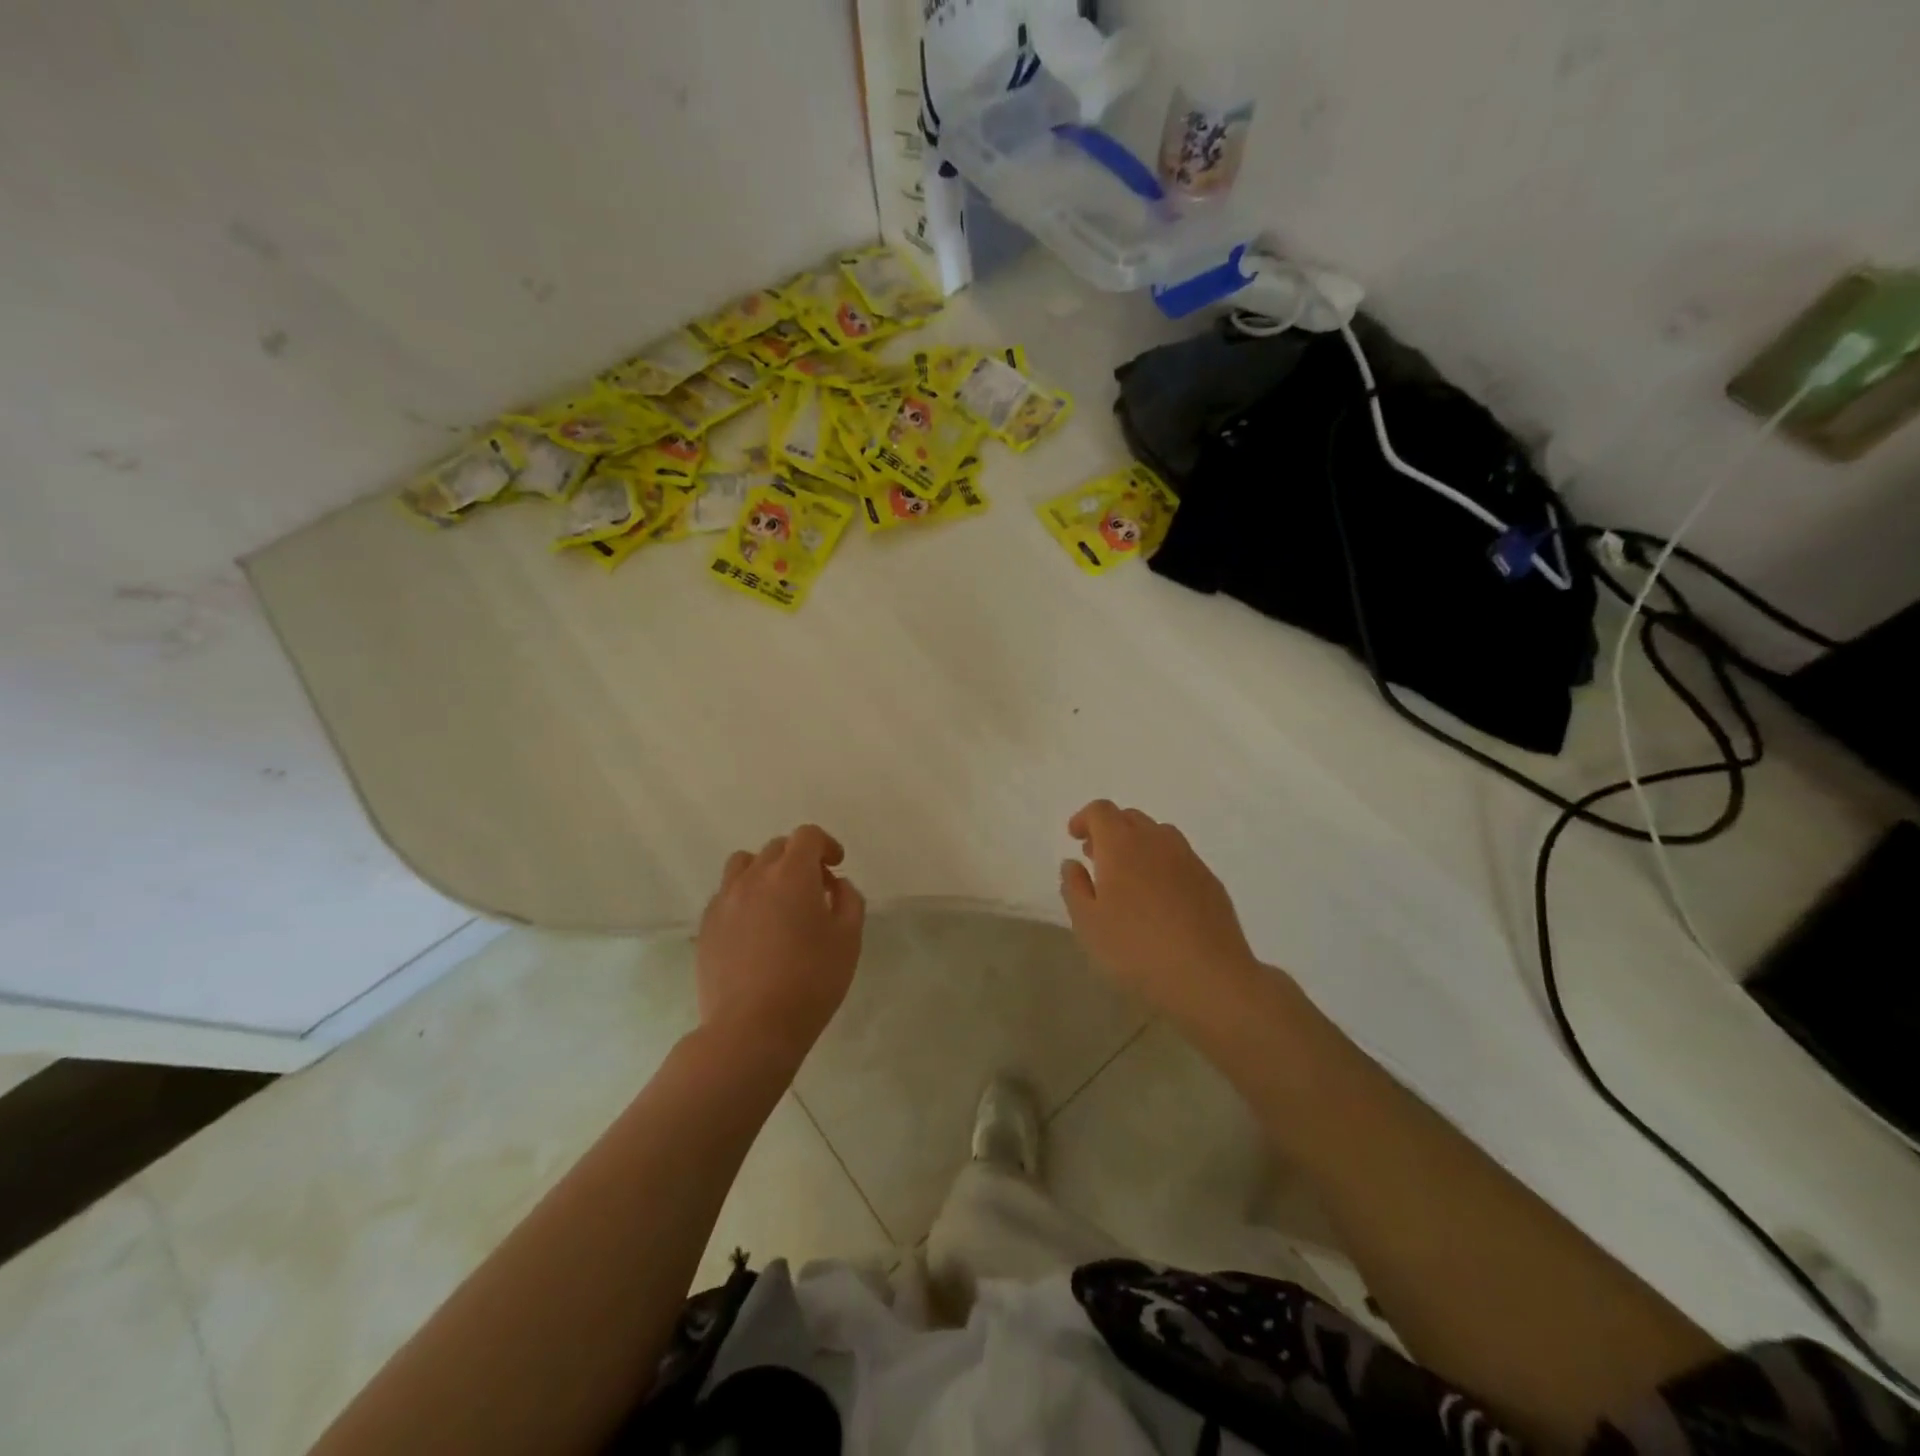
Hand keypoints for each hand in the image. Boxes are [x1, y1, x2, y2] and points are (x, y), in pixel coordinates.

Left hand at [695, 825, 865, 1068]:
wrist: (752, 1028)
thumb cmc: (811, 981)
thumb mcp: (848, 940)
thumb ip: (849, 901)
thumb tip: (836, 885)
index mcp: (792, 874)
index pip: (807, 836)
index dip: (825, 844)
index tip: (836, 865)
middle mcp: (754, 877)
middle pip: (777, 848)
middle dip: (799, 859)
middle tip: (814, 890)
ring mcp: (724, 900)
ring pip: (744, 865)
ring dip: (765, 872)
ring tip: (778, 901)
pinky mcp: (706, 926)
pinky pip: (726, 894)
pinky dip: (744, 897)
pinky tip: (755, 928)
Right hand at [1060, 800, 1261, 1023]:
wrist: (1208, 977)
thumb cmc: (1136, 949)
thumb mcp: (1088, 923)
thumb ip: (1074, 887)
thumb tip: (1072, 863)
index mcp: (1121, 844)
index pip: (1101, 811)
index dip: (1084, 819)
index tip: (1074, 838)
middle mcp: (1156, 841)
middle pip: (1130, 818)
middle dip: (1109, 831)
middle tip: (1096, 858)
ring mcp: (1188, 858)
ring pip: (1158, 835)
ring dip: (1137, 845)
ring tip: (1128, 877)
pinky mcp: (1210, 880)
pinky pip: (1179, 858)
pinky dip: (1162, 864)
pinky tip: (1159, 898)